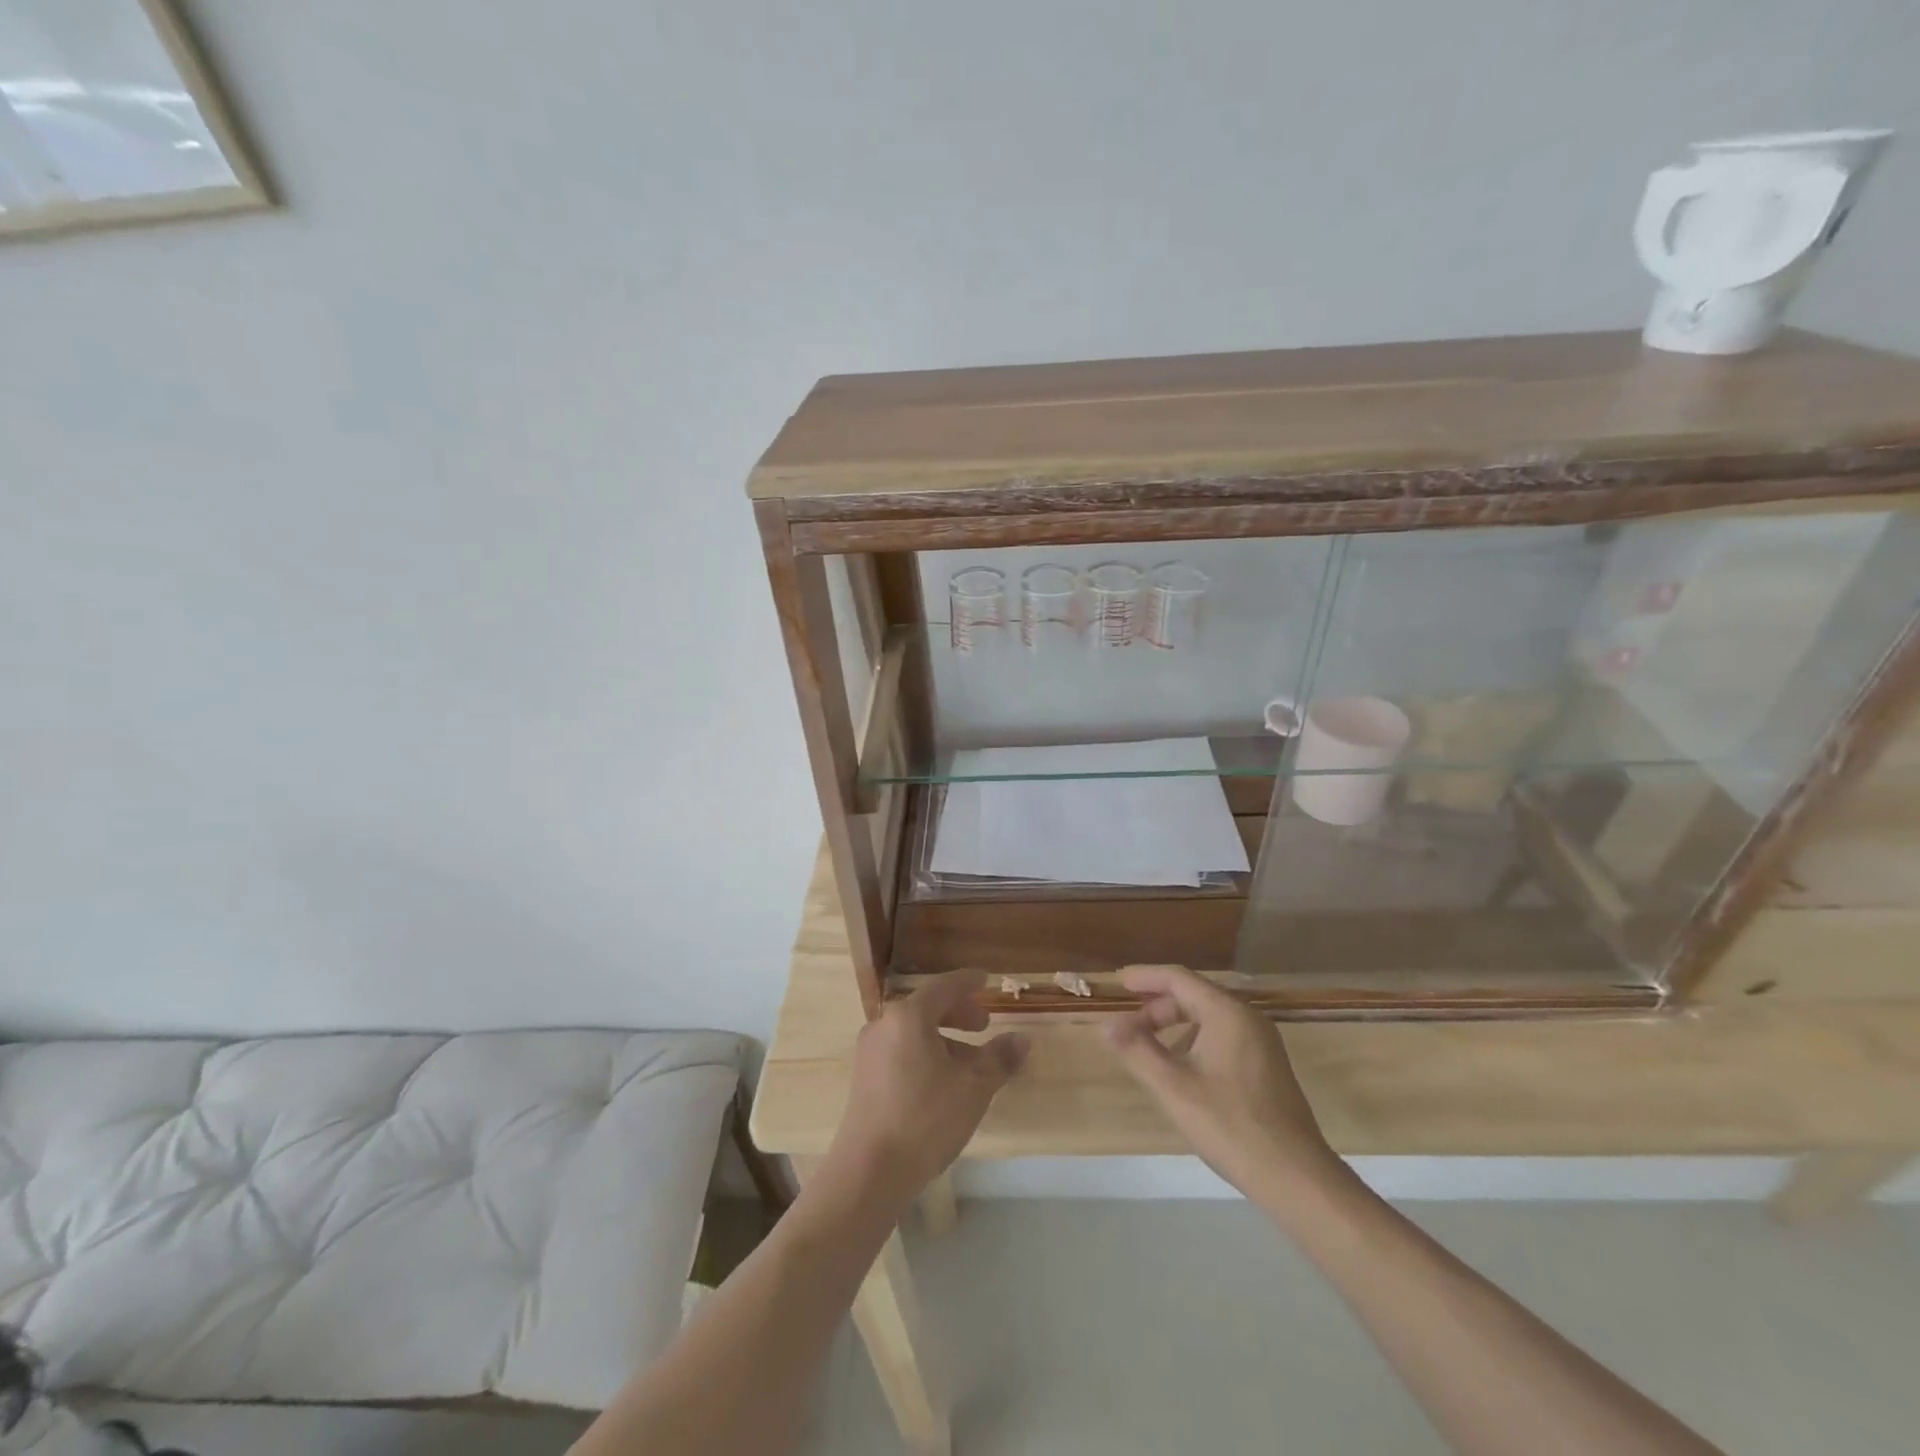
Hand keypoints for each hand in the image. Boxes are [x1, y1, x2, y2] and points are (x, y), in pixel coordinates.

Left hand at [823, 970, 1028, 1210]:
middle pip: (926, 1008)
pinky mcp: (865, 1080)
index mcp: (908, 1016)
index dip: (968, 983)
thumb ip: (999, 1058)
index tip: (986, 979)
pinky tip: (944, 1083)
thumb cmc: (925, 1118)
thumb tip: (1021, 1039)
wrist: (869, 1172)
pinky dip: (926, 1055)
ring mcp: (870, 1053)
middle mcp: (884, 1025)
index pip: (944, 986)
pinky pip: (902, 1052)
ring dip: (944, 1039)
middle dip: (958, 1013)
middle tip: (984, 1024)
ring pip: (914, 1033)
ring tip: (970, 1062)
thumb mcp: (973, 1087)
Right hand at [1104, 965, 1338, 1201]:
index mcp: (1227, 1013)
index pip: (1179, 978)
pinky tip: (1183, 1071)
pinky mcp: (1268, 1067)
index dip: (1145, 977)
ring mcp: (1262, 1043)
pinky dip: (1195, 1041)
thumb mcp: (1174, 1087)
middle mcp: (1248, 1018)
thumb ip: (1137, 1050)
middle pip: (1194, 996)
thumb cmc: (1230, 1125)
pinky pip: (1223, 1037)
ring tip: (1149, 1050)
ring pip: (1209, 1018)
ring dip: (1175, 1026)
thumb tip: (1106, 1024)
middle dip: (1157, 1008)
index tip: (1118, 981)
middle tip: (1128, 1027)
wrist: (1296, 1177)